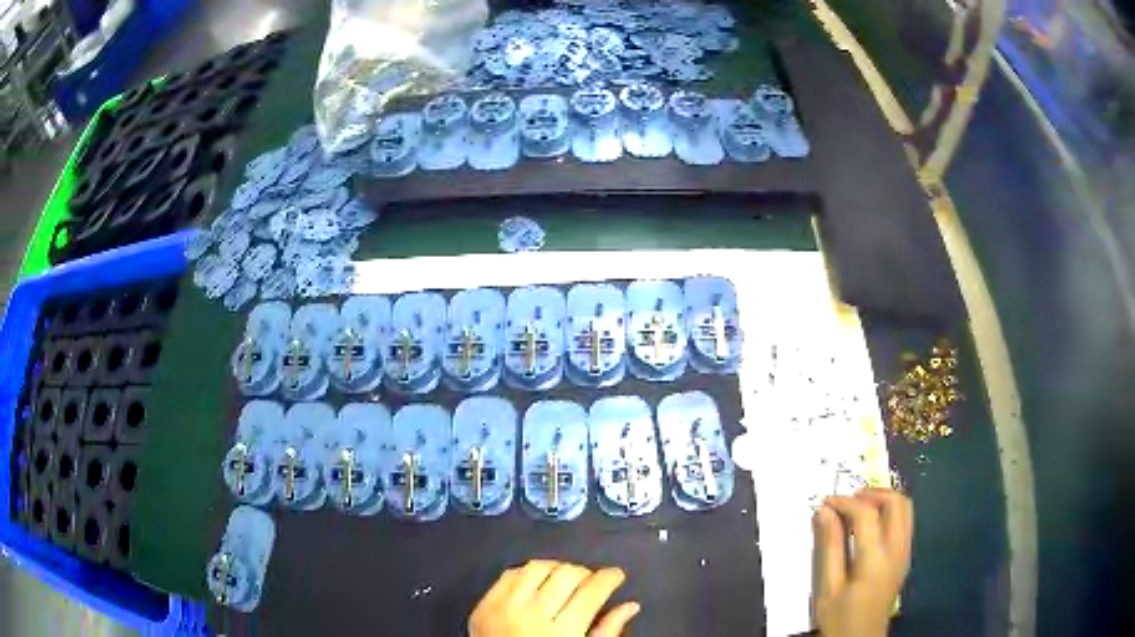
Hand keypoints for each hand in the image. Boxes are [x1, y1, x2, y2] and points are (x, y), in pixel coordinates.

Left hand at [469, 560, 640, 636]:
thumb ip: (607, 632)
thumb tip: (630, 606)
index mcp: (561, 632)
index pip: (592, 591)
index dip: (609, 578)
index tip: (615, 575)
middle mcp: (531, 615)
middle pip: (567, 574)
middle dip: (585, 573)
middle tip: (589, 583)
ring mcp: (504, 608)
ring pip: (537, 567)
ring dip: (556, 569)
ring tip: (563, 581)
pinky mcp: (483, 605)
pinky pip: (508, 574)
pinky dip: (526, 573)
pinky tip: (536, 584)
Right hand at [814, 488, 912, 636]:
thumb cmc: (840, 617)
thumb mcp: (827, 587)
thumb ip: (829, 547)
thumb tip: (825, 512)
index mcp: (876, 559)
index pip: (867, 514)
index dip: (846, 502)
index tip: (826, 502)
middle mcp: (897, 550)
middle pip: (897, 503)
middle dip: (873, 493)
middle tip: (849, 499)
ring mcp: (905, 553)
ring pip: (906, 509)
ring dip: (884, 501)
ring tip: (859, 507)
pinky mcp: (905, 558)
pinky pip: (905, 523)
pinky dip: (890, 513)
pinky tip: (870, 525)